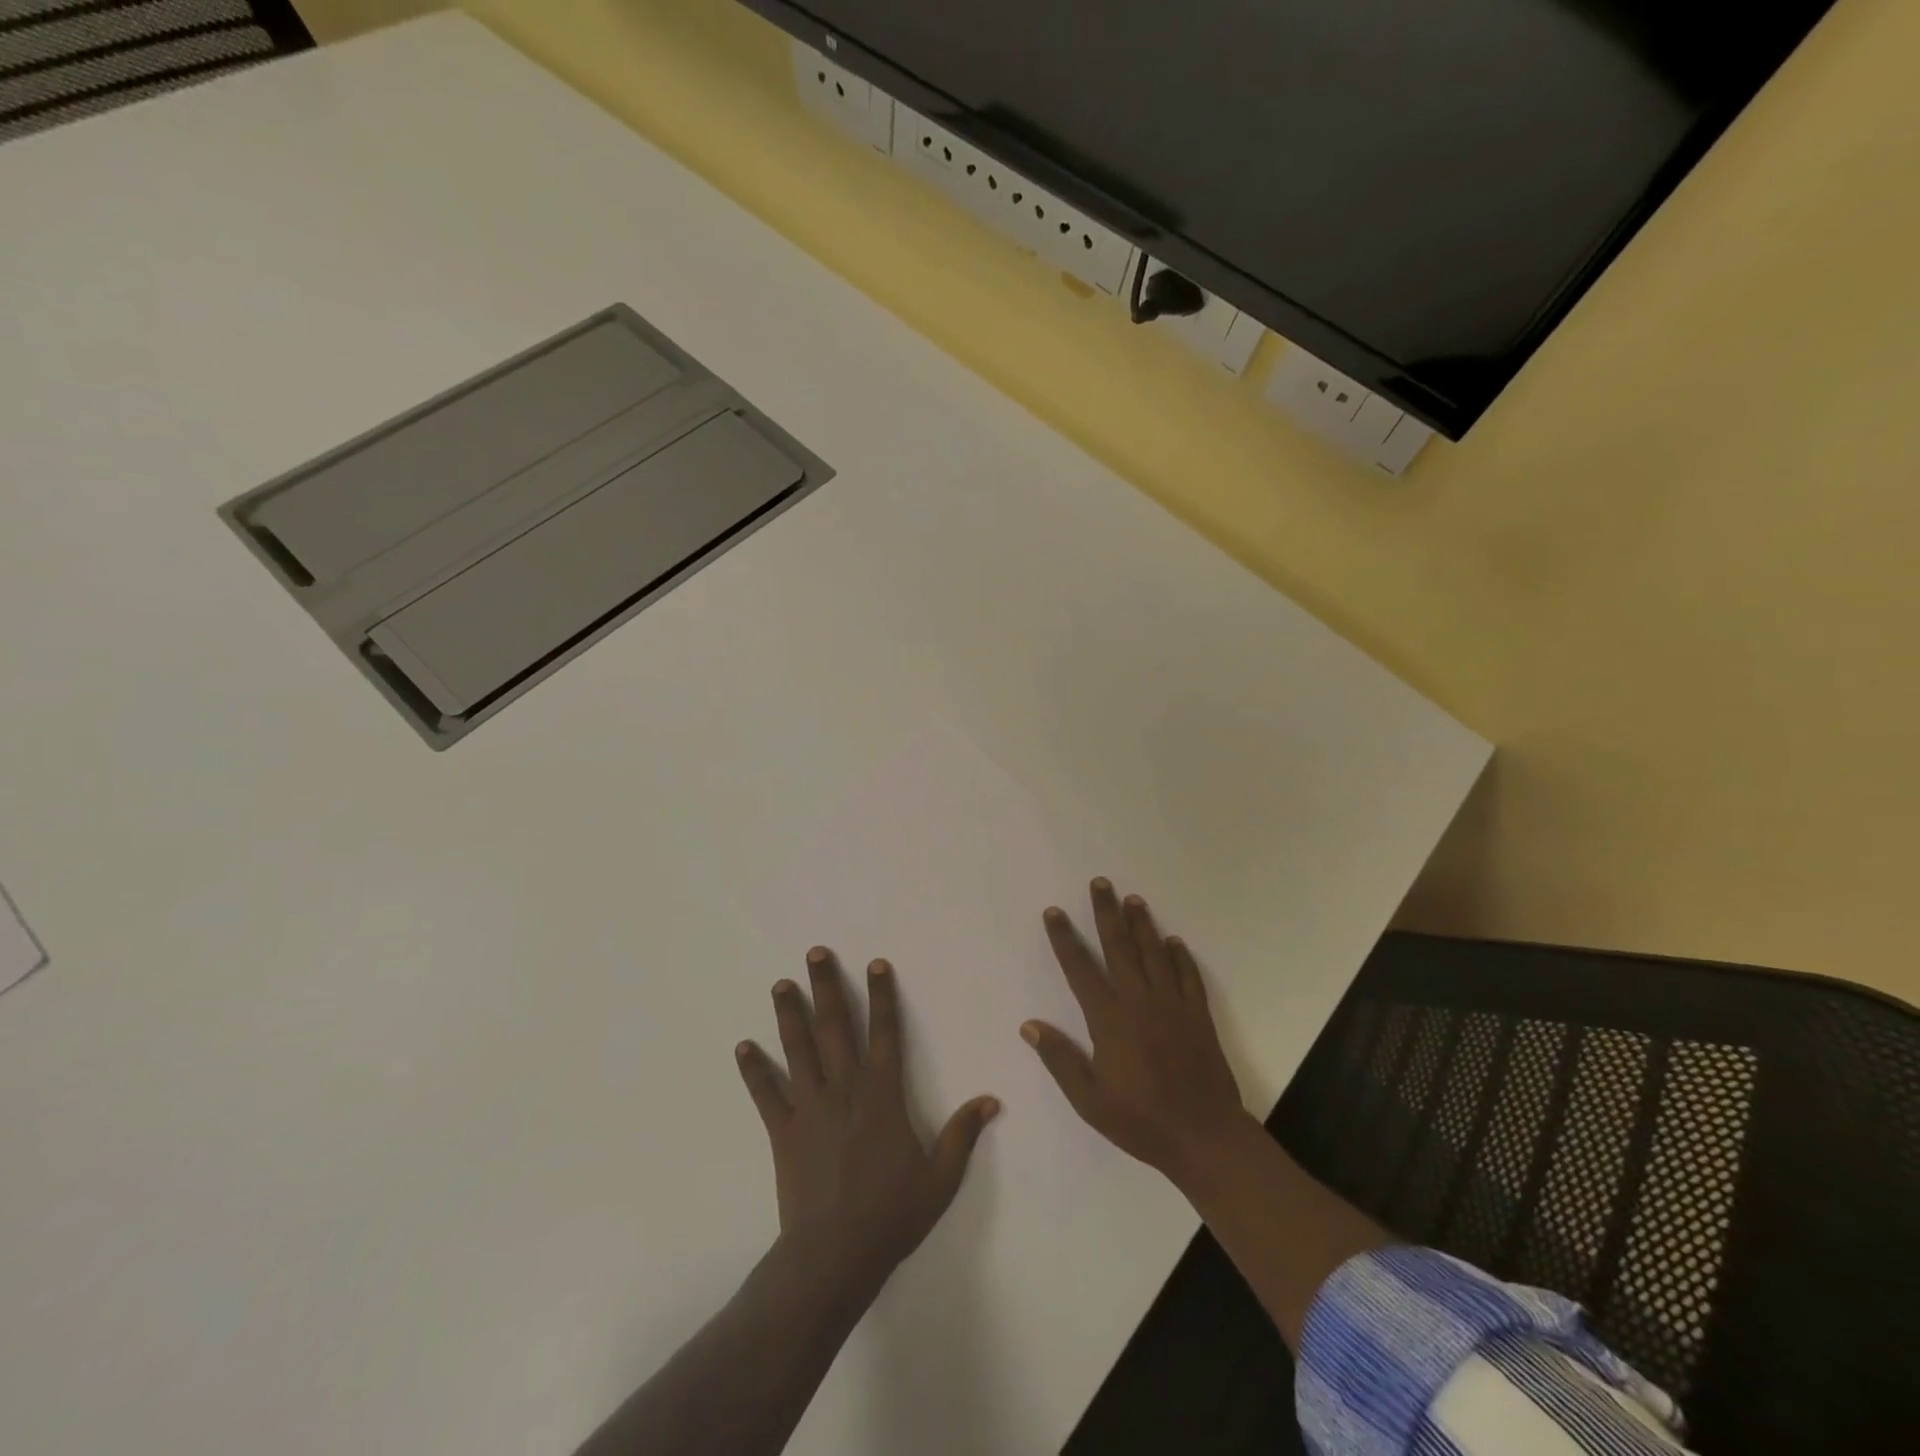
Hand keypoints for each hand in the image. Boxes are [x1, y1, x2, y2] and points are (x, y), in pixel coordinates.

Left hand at [736, 948, 999, 1301]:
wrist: (835, 1256)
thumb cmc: (891, 1214)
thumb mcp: (940, 1177)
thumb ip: (963, 1134)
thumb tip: (991, 1100)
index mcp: (882, 1094)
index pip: (885, 1032)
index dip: (882, 996)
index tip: (875, 964)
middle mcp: (844, 1089)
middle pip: (834, 1027)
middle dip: (825, 986)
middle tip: (814, 953)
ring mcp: (810, 1107)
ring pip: (798, 1049)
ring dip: (789, 1014)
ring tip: (781, 984)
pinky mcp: (784, 1131)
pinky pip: (766, 1094)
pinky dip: (754, 1070)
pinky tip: (743, 1046)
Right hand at [1022, 879, 1248, 1186]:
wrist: (1204, 1136)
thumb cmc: (1140, 1120)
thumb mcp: (1089, 1100)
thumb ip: (1060, 1059)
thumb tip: (1030, 1025)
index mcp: (1109, 1019)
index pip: (1080, 969)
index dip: (1065, 939)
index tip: (1055, 912)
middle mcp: (1139, 1001)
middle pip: (1119, 947)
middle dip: (1107, 913)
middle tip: (1101, 883)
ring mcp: (1172, 1005)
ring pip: (1154, 953)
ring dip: (1142, 924)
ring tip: (1133, 899)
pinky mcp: (1198, 1015)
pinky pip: (1188, 976)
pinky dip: (1180, 956)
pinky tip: (1174, 941)